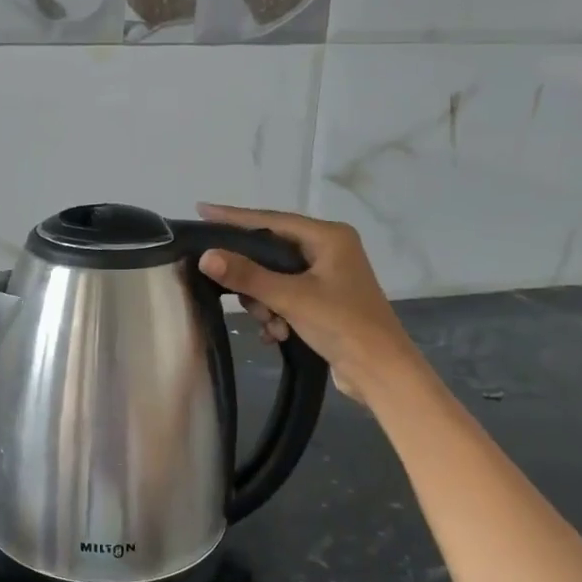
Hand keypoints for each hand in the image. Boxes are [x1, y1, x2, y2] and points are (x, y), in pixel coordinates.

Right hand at [195, 203, 419, 405]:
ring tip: (272, 326)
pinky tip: (278, 335)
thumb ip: (247, 275)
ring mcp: (327, 276)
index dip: (233, 217)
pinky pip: (285, 297)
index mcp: (328, 237)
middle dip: (253, 280)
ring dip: (265, 304)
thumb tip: (206, 256)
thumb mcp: (290, 298)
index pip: (270, 219)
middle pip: (269, 252)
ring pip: (274, 279)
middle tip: (240, 297)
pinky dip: (276, 314)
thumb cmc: (342, 325)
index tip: (201, 210)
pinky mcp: (324, 301)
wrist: (380, 371)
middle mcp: (328, 250)